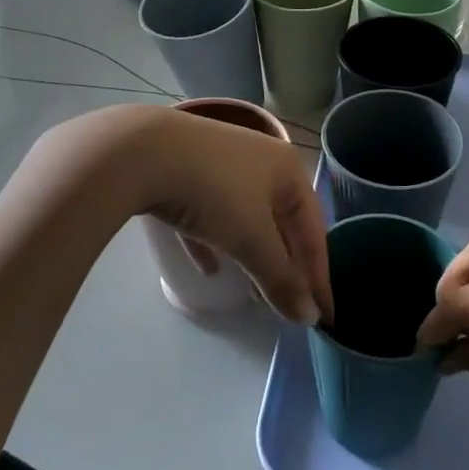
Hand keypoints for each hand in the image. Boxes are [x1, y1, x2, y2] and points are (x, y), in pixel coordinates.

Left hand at [133, 108, 331, 326]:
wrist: (143, 151)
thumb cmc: (214, 191)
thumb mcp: (252, 239)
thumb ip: (280, 279)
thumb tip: (309, 318)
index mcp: (288, 169)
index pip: (313, 231)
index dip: (320, 276)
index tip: (325, 318)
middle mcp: (262, 161)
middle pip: (282, 223)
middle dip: (286, 266)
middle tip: (290, 306)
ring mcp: (222, 164)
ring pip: (247, 218)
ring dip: (253, 256)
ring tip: (255, 294)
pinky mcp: (187, 172)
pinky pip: (210, 215)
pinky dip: (214, 242)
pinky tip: (208, 268)